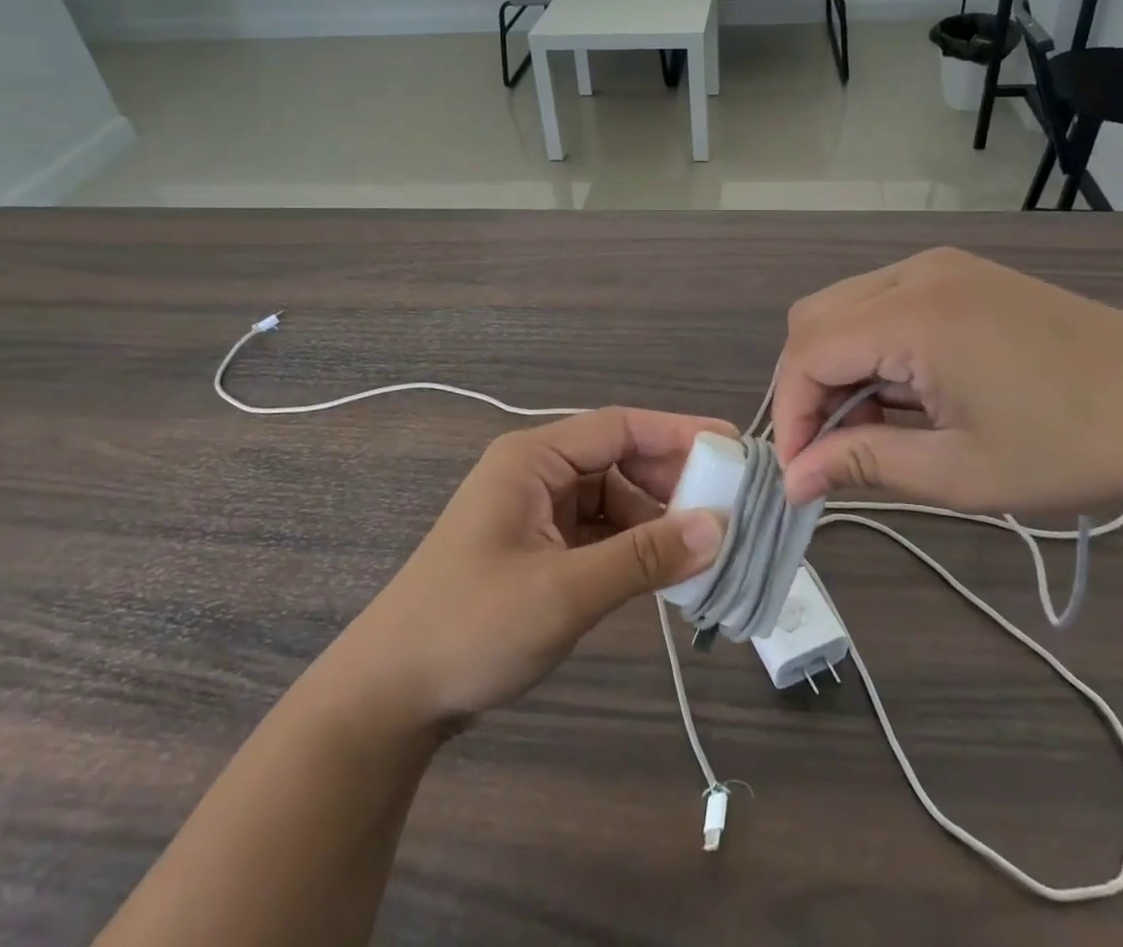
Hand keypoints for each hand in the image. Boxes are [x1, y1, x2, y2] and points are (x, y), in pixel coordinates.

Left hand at [320, 408, 727, 731]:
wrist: (389, 696)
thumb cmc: (471, 627)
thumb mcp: (564, 591)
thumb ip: (643, 557)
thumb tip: (719, 527)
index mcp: (533, 459)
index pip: (619, 427)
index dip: (679, 433)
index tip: (733, 447)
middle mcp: (536, 473)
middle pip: (619, 460)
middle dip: (673, 481)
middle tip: (731, 506)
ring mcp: (535, 511)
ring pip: (613, 498)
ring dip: (657, 519)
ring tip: (709, 545)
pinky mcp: (538, 548)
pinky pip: (599, 532)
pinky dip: (633, 546)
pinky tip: (667, 570)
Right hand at [774, 247, 1122, 518]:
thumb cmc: (1073, 448)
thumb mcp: (960, 471)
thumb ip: (863, 464)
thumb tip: (794, 479)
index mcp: (913, 314)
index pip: (808, 353)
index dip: (790, 414)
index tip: (798, 474)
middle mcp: (915, 273)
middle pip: (814, 319)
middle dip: (806, 387)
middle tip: (830, 451)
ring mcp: (940, 266)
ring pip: (845, 307)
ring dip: (838, 366)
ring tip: (871, 428)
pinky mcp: (962, 274)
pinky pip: (883, 303)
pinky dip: (872, 348)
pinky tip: (906, 393)